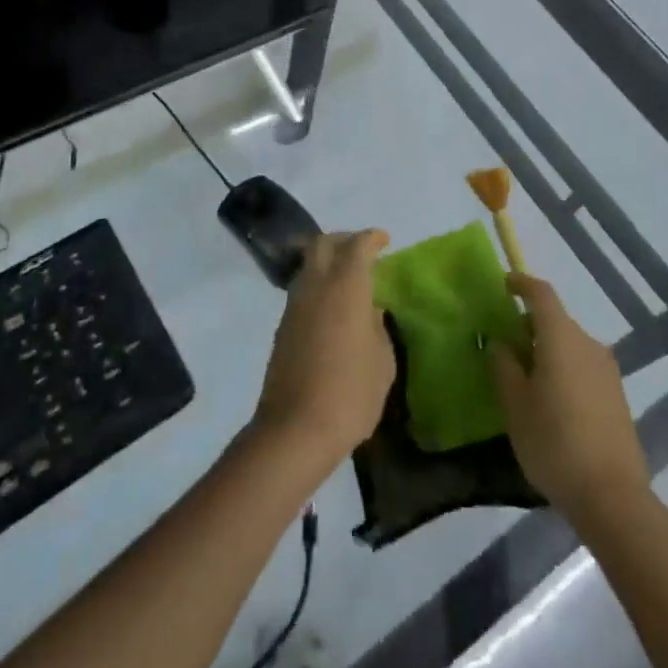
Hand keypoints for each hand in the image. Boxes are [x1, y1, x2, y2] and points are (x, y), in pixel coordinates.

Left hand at [253, 230, 395, 470]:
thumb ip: (378, 327)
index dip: (371, 238)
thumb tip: (370, 311)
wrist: (295, 429)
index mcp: (346, 287)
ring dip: (327, 260)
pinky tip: (332, 305)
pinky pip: (302, 288)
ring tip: (349, 279)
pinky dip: (318, 283)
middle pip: (323, 243)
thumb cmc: (350, 394)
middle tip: (363, 251)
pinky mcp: (283, 325)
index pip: (357, 246)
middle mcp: (316, 286)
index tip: (384, 240)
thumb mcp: (382, 362)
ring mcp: (295, 304)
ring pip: (309, 264)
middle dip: (344, 239)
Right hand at [490, 273, 648, 523]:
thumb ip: (504, 366)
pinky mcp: (617, 396)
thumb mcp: (515, 405)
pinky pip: (583, 367)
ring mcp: (607, 370)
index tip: (503, 285)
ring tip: (524, 378)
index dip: (521, 284)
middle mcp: (587, 344)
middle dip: (529, 325)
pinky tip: (551, 401)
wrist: (613, 497)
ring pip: (570, 345)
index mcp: (561, 337)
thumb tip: (501, 342)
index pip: (541, 294)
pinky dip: (563, 369)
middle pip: (555, 320)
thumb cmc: (554, 443)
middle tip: (504, 345)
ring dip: (547, 350)